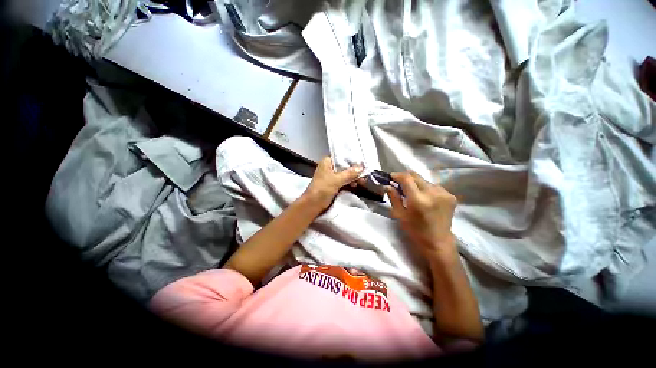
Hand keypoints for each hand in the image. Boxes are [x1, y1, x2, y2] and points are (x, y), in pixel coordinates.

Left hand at [302, 157, 362, 210]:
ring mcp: (331, 176)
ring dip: (353, 177)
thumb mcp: (336, 180)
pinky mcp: (332, 184)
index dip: (353, 161)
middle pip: (345, 166)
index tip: (363, 164)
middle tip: (365, 175)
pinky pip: (343, 181)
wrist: (312, 205)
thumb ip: (349, 173)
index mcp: (327, 162)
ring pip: (345, 174)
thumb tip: (361, 167)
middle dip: (354, 171)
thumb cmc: (322, 189)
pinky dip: (349, 182)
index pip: (342, 158)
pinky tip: (355, 185)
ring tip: (362, 181)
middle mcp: (329, 167)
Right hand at [386, 172, 456, 255]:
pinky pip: (434, 186)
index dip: (397, 175)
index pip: (406, 178)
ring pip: (425, 180)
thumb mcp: (399, 214)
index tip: (391, 177)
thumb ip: (393, 197)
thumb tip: (387, 185)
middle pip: (416, 176)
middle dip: (406, 178)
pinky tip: (424, 197)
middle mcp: (432, 193)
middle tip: (399, 184)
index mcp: (418, 200)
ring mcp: (444, 194)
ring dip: (416, 183)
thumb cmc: (415, 230)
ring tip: (412, 193)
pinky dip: (426, 188)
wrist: (438, 242)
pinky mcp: (450, 196)